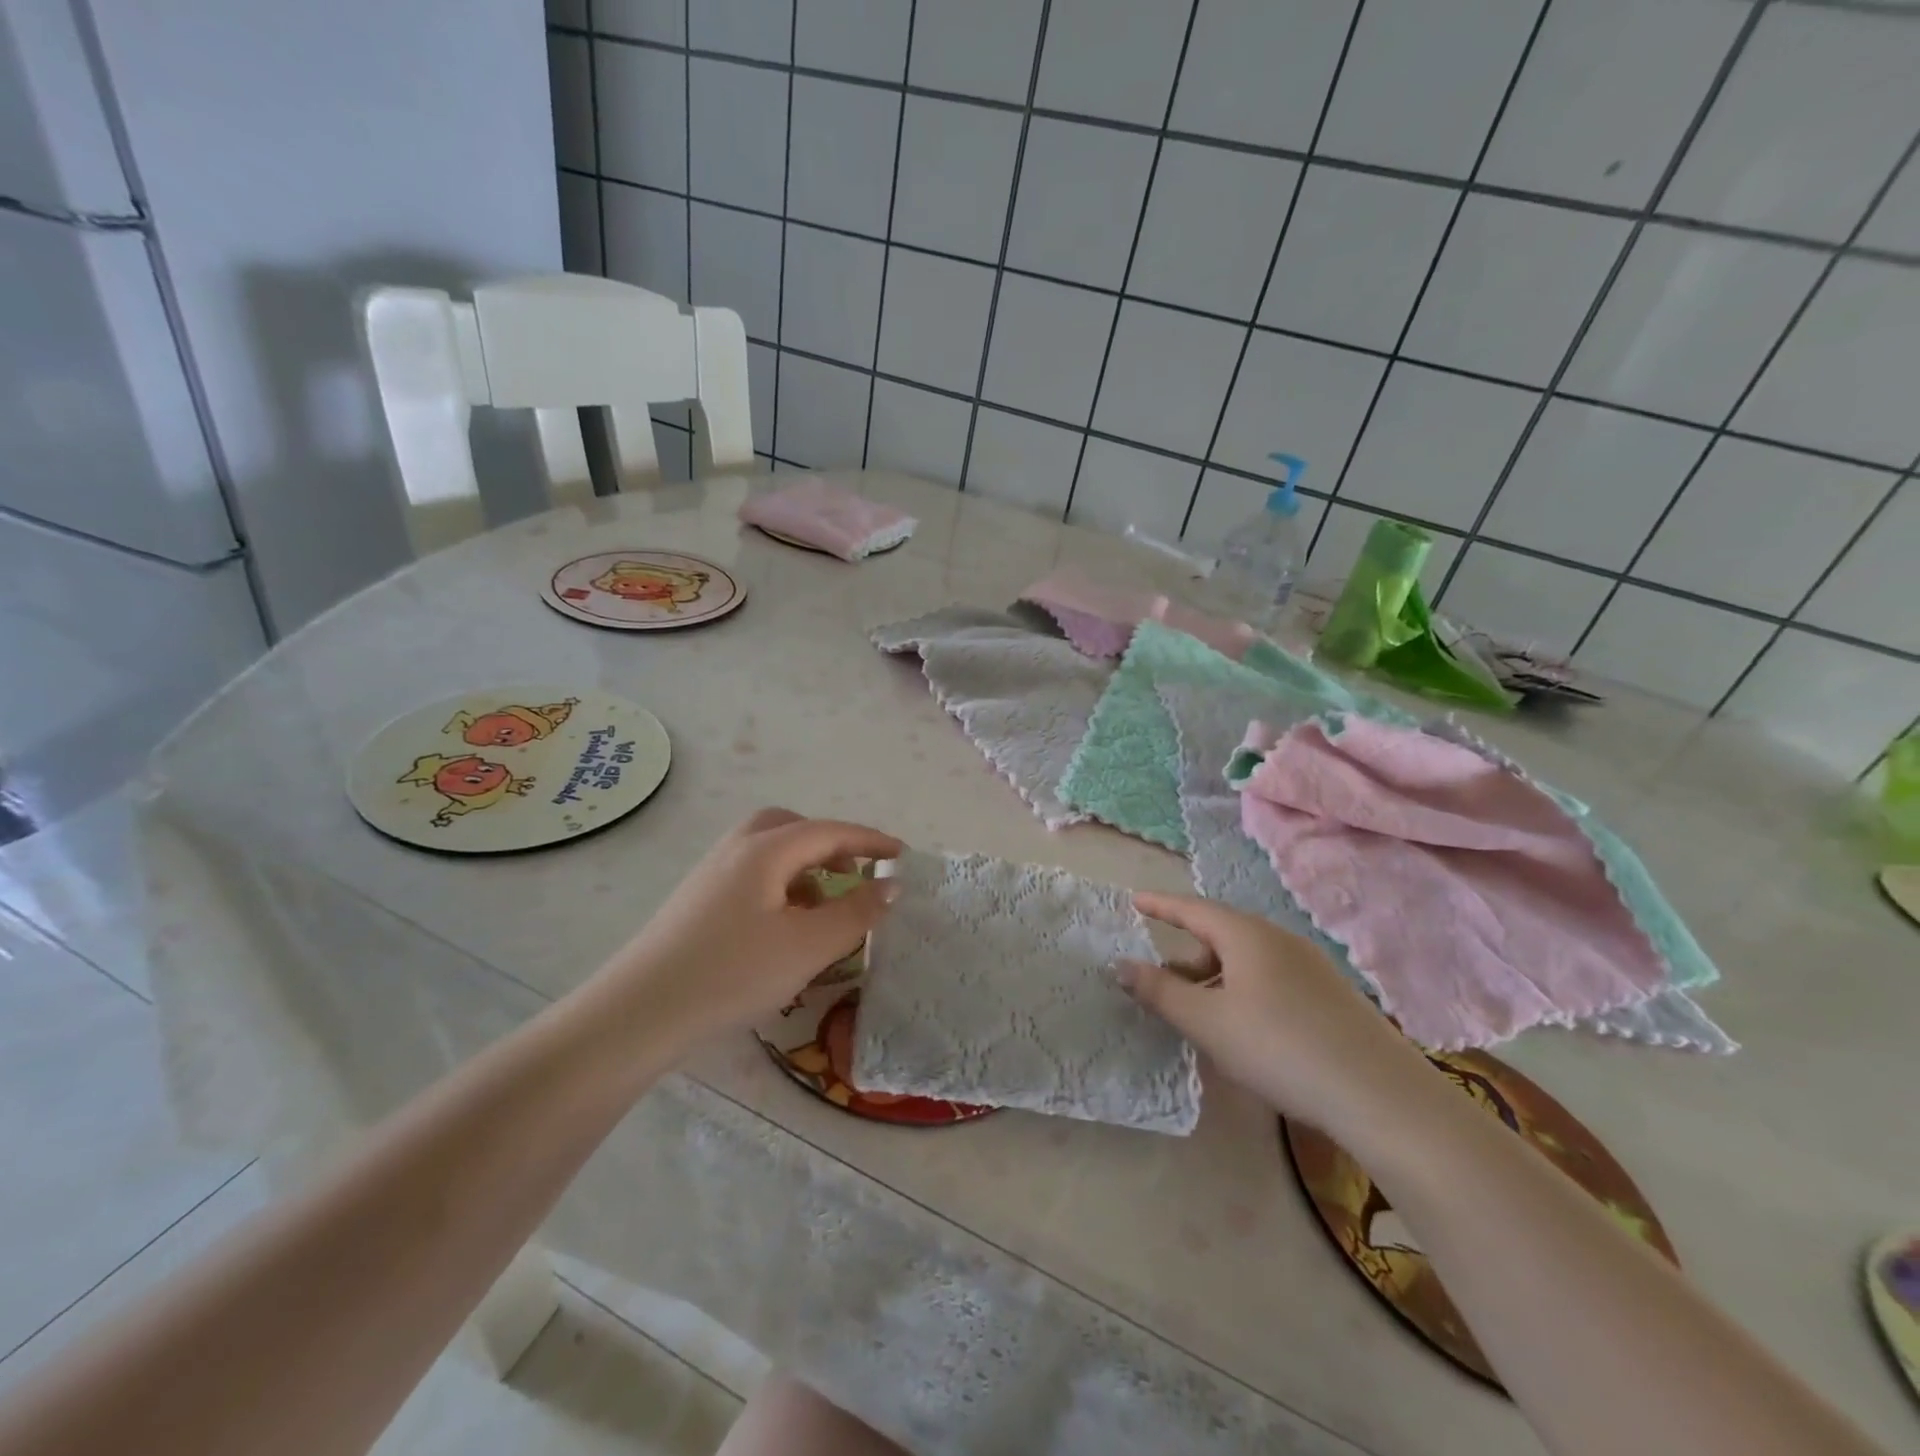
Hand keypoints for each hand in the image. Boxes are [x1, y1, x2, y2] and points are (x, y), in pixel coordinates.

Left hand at [595, 808, 902, 1046]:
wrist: (640, 1012)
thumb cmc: (732, 973)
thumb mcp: (808, 946)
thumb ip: (856, 913)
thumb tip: (891, 886)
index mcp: (765, 850)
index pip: (829, 832)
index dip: (869, 841)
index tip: (902, 854)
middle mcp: (736, 850)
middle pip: (791, 828)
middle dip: (829, 845)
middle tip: (854, 874)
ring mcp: (711, 874)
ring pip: (769, 852)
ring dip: (804, 867)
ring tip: (825, 905)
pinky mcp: (697, 901)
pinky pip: (752, 875)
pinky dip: (781, 886)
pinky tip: (785, 927)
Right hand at [1120, 892, 1434, 1139]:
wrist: (1381, 1096)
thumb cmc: (1279, 1048)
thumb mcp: (1207, 1022)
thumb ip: (1160, 991)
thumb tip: (1121, 964)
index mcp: (1247, 935)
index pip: (1192, 909)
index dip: (1160, 905)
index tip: (1134, 901)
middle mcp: (1280, 939)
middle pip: (1221, 935)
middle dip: (1187, 954)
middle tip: (1163, 982)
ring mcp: (1312, 966)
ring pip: (1248, 960)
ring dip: (1215, 977)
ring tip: (1202, 1014)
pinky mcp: (1332, 996)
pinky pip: (1272, 979)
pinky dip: (1244, 991)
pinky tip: (1247, 1031)